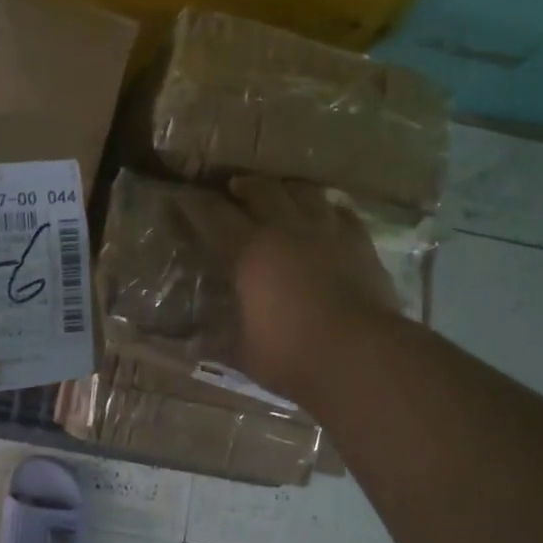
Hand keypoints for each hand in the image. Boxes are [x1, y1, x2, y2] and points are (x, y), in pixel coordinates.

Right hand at [177, 177, 398, 399]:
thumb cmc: (290, 354)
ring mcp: (328, 233)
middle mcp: (286, 230)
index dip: (194, 205)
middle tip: (235, 188)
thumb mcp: (242, 353)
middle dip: (244, 185)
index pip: (213, 216)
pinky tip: (328, 215)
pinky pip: (343, 213)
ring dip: (288, 189)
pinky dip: (329, 210)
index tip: (181, 198)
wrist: (360, 356)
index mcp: (249, 252)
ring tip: (282, 193)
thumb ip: (217, 342)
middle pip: (262, 190)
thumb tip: (192, 344)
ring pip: (305, 193)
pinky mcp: (361, 244)